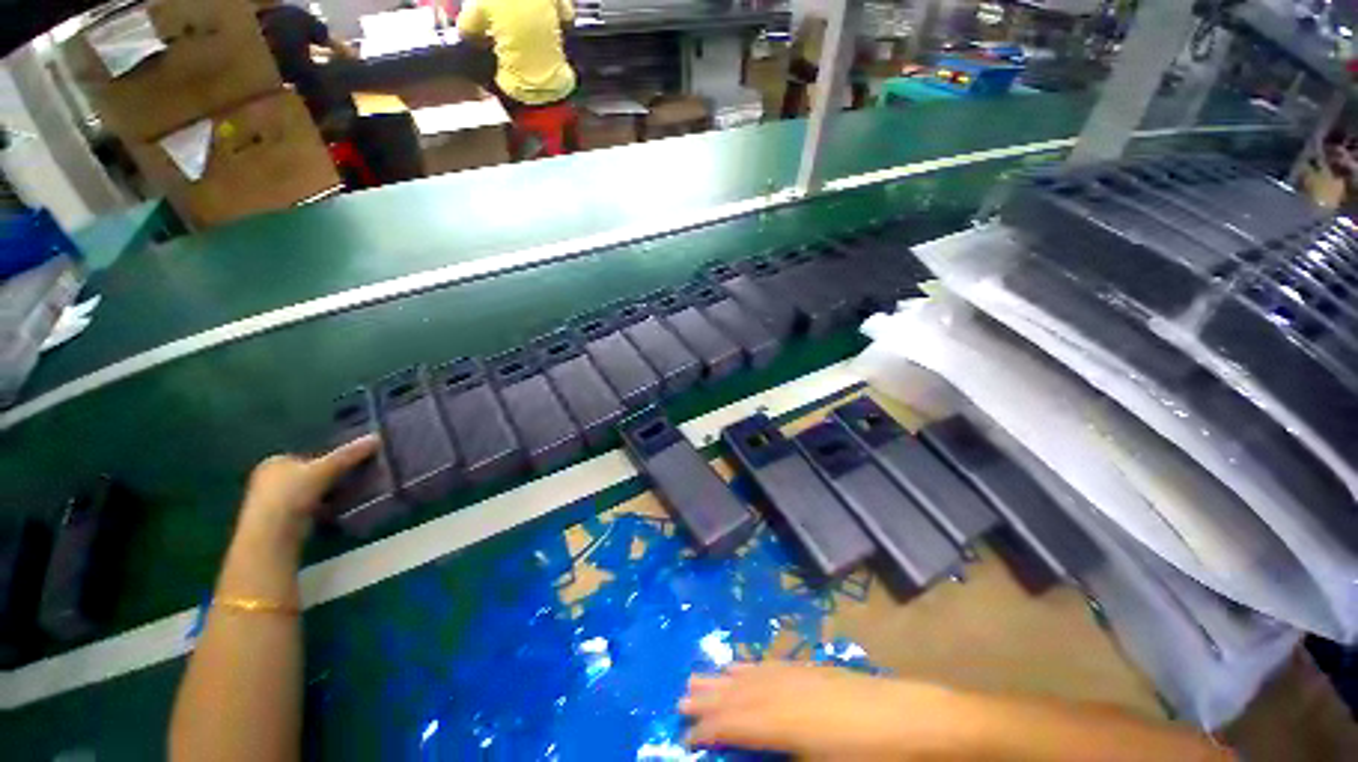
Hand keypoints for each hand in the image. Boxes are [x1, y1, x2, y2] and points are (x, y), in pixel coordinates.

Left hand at [235, 436, 380, 553]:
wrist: (272, 535)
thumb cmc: (292, 494)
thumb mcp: (325, 469)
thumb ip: (349, 454)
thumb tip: (377, 437)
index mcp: (275, 461)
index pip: (308, 456)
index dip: (329, 460)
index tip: (351, 465)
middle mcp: (269, 479)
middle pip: (309, 475)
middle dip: (329, 478)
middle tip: (354, 480)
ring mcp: (272, 502)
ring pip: (309, 493)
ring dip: (328, 495)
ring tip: (351, 496)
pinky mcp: (280, 521)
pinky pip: (308, 509)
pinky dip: (322, 510)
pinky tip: (336, 512)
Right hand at [679, 662, 954, 757]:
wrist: (909, 719)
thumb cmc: (868, 758)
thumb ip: (779, 758)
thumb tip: (752, 752)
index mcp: (782, 723)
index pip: (733, 724)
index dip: (708, 730)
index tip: (685, 737)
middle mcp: (781, 692)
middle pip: (735, 694)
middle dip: (707, 698)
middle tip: (680, 699)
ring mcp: (795, 675)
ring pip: (748, 675)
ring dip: (722, 678)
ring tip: (697, 676)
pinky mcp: (808, 667)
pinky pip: (767, 665)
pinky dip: (747, 666)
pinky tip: (739, 665)